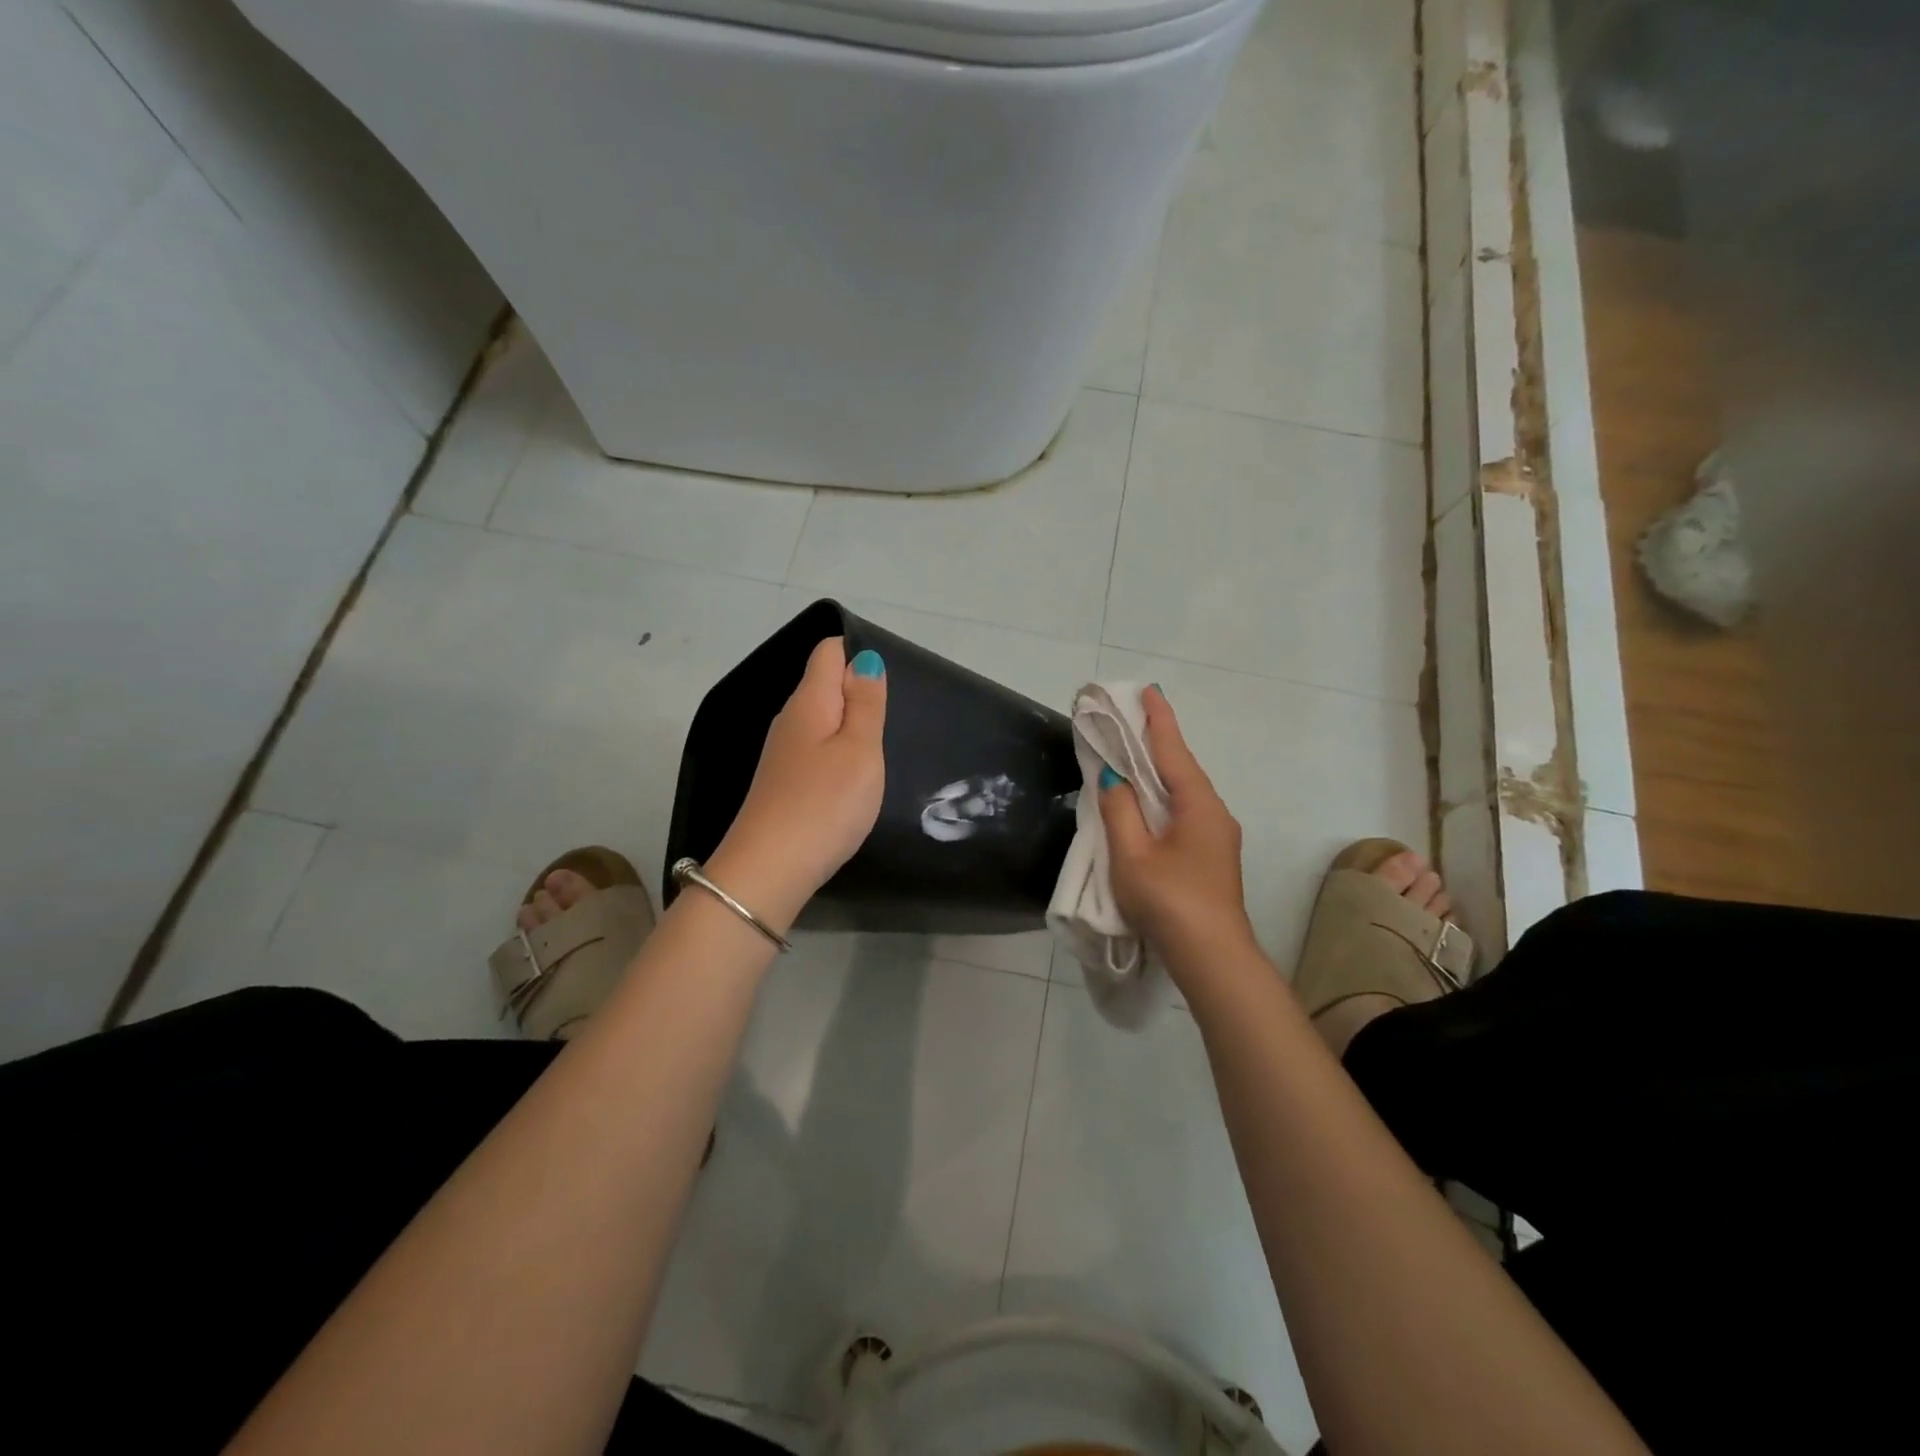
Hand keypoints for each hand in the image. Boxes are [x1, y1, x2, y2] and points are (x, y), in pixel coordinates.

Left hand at [709, 637, 886, 926]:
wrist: (770, 870)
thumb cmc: (825, 804)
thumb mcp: (860, 750)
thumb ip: (865, 703)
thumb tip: (863, 658)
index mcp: (809, 702)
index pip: (828, 651)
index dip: (858, 653)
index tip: (888, 685)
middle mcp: (790, 719)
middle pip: (824, 684)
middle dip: (858, 691)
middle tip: (893, 719)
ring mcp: (783, 753)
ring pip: (821, 719)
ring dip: (849, 726)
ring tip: (879, 749)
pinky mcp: (783, 781)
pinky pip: (816, 748)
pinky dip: (837, 752)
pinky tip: (852, 778)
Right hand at [1098, 686, 1256, 966]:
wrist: (1212, 957)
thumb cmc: (1169, 900)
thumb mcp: (1132, 854)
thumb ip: (1119, 811)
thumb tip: (1114, 778)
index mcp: (1198, 804)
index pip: (1173, 750)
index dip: (1159, 719)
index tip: (1148, 690)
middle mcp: (1214, 813)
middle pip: (1181, 768)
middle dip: (1157, 742)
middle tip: (1131, 718)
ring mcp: (1217, 837)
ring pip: (1184, 793)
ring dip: (1159, 772)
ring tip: (1133, 755)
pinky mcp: (1211, 857)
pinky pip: (1184, 813)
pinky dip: (1163, 798)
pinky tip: (1148, 804)